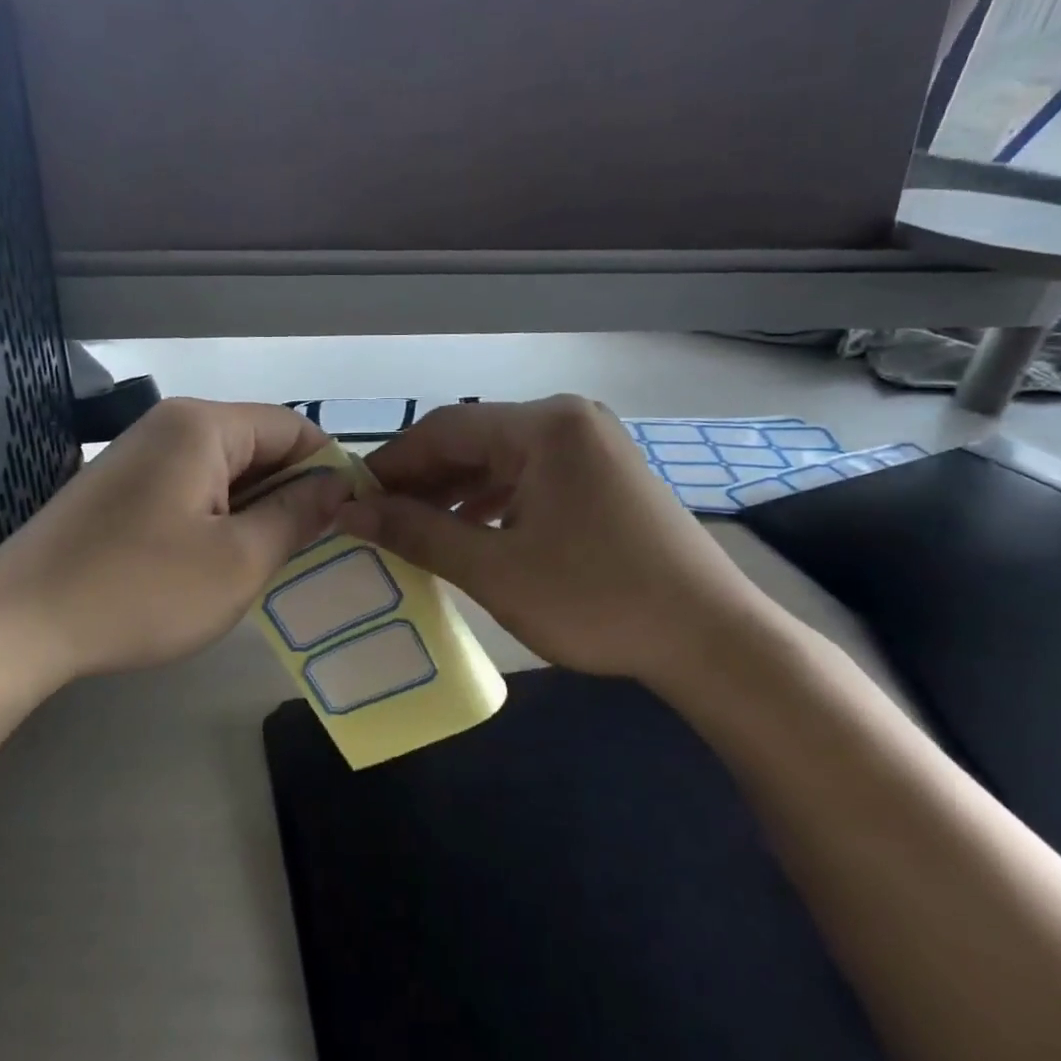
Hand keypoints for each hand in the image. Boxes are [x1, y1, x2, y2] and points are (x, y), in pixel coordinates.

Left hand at [0, 398, 352, 688]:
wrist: (17, 626)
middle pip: (256, 446)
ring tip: (269, 564)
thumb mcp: (239, 560)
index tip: (347, 522)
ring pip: (223, 473)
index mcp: (202, 426)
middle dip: (291, 494)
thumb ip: (298, 516)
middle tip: (313, 552)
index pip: (292, 427)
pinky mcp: (117, 490)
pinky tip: (217, 565)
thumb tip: (337, 485)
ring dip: (254, 512)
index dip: (328, 470)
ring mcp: (137, 457)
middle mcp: (169, 426)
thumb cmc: (141, 590)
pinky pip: (188, 491)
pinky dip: (216, 520)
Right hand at [336, 397, 784, 695]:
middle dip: (422, 481)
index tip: (350, 499)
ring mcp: (592, 448)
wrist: (710, 639)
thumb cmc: (596, 599)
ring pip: (501, 461)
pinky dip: (493, 503)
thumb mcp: (494, 569)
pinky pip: (531, 479)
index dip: (392, 464)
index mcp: (545, 426)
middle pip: (473, 440)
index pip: (444, 429)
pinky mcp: (604, 477)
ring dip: (454, 493)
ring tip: (413, 530)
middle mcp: (569, 420)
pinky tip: (468, 533)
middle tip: (376, 519)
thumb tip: (350, 513)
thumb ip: (418, 533)